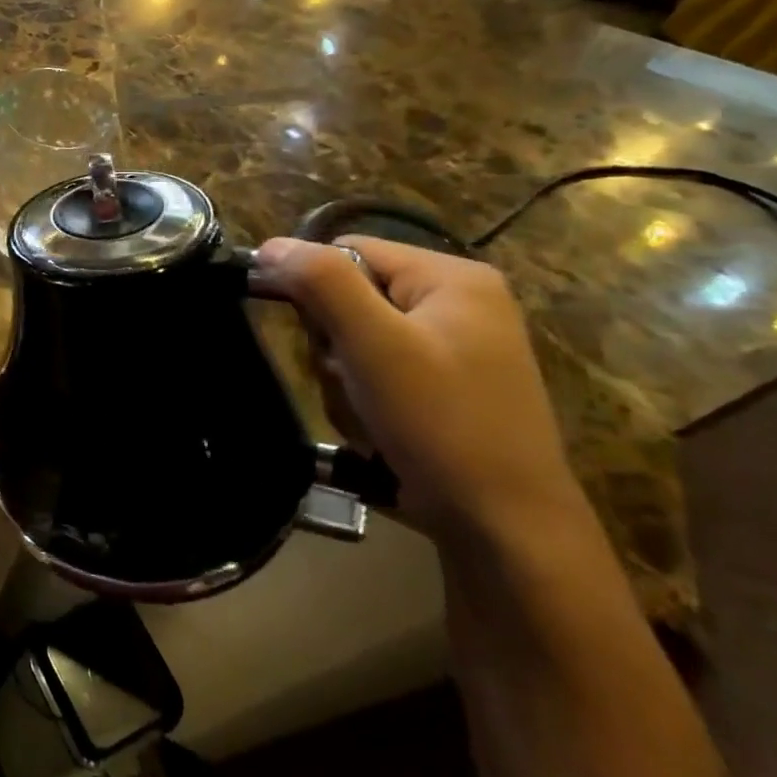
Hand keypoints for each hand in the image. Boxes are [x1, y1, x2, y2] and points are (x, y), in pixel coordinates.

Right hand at [252, 236, 585, 547]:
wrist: (505, 531)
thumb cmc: (441, 424)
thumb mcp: (373, 345)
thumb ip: (321, 283)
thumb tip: (270, 246)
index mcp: (453, 278)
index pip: (349, 251)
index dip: (313, 286)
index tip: (310, 335)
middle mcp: (460, 304)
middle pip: (351, 297)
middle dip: (333, 343)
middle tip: (350, 381)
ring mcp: (457, 349)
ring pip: (357, 340)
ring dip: (344, 378)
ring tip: (368, 415)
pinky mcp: (448, 389)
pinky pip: (379, 373)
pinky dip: (366, 400)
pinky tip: (381, 431)